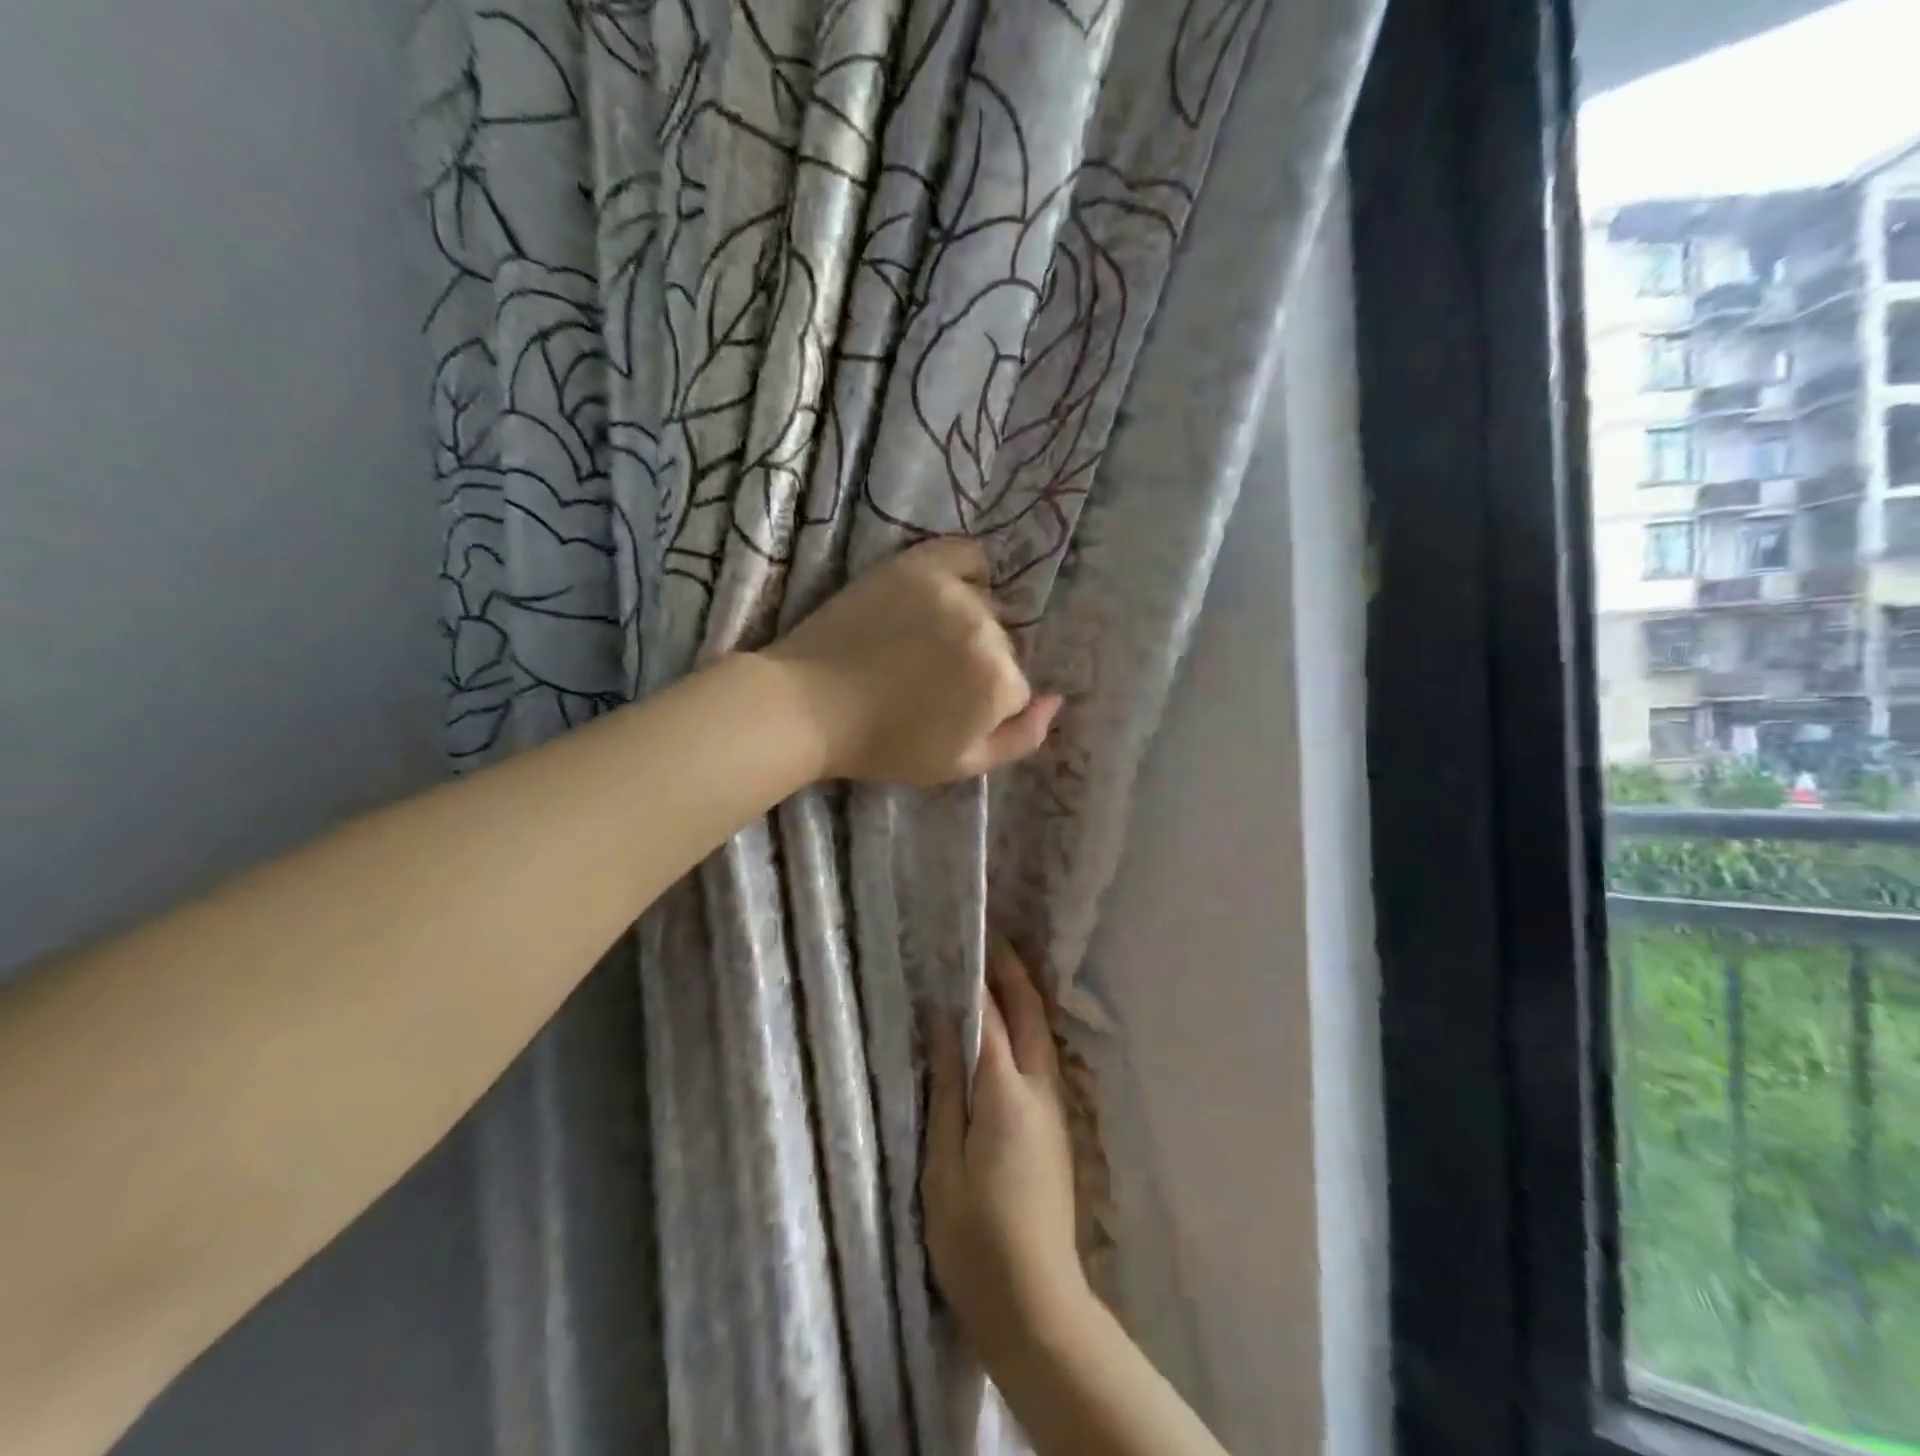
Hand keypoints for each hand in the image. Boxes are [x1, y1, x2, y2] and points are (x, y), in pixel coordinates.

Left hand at [758, 539, 1061, 785]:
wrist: (808, 705)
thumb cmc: (885, 744)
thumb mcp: (961, 765)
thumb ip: (1022, 739)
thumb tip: (1057, 700)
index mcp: (998, 681)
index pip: (1017, 687)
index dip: (986, 705)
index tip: (949, 712)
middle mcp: (985, 629)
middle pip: (1004, 645)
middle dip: (979, 665)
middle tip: (931, 679)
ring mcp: (951, 592)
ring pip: (987, 605)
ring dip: (970, 624)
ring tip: (926, 643)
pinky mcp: (917, 565)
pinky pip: (967, 554)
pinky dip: (969, 571)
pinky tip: (951, 591)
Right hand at [922, 940, 1089, 1375]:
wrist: (1036, 1306)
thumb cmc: (975, 1239)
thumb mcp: (943, 1163)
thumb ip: (946, 1087)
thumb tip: (945, 1024)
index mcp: (1006, 1093)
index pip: (991, 1016)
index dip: (976, 976)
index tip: (960, 940)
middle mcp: (1040, 1090)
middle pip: (1030, 1013)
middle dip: (1011, 971)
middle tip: (988, 937)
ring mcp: (1054, 1109)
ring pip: (1042, 1033)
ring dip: (1022, 995)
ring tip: (995, 969)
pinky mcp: (1056, 1129)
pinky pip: (1041, 1057)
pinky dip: (1026, 1027)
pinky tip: (1006, 1028)